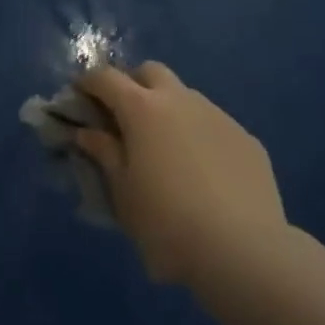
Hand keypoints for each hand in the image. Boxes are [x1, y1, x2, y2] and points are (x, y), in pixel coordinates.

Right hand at [74, 62, 289, 285]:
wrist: (243, 252)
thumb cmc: (167, 223)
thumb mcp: (122, 192)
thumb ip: (104, 154)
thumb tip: (87, 132)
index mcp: (142, 109)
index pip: (106, 78)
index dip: (88, 83)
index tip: (78, 97)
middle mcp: (180, 100)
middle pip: (150, 72)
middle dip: (133, 84)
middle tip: (124, 117)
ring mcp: (218, 116)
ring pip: (186, 96)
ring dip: (168, 110)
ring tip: (165, 148)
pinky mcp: (247, 139)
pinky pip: (214, 125)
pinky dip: (199, 135)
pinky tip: (203, 172)